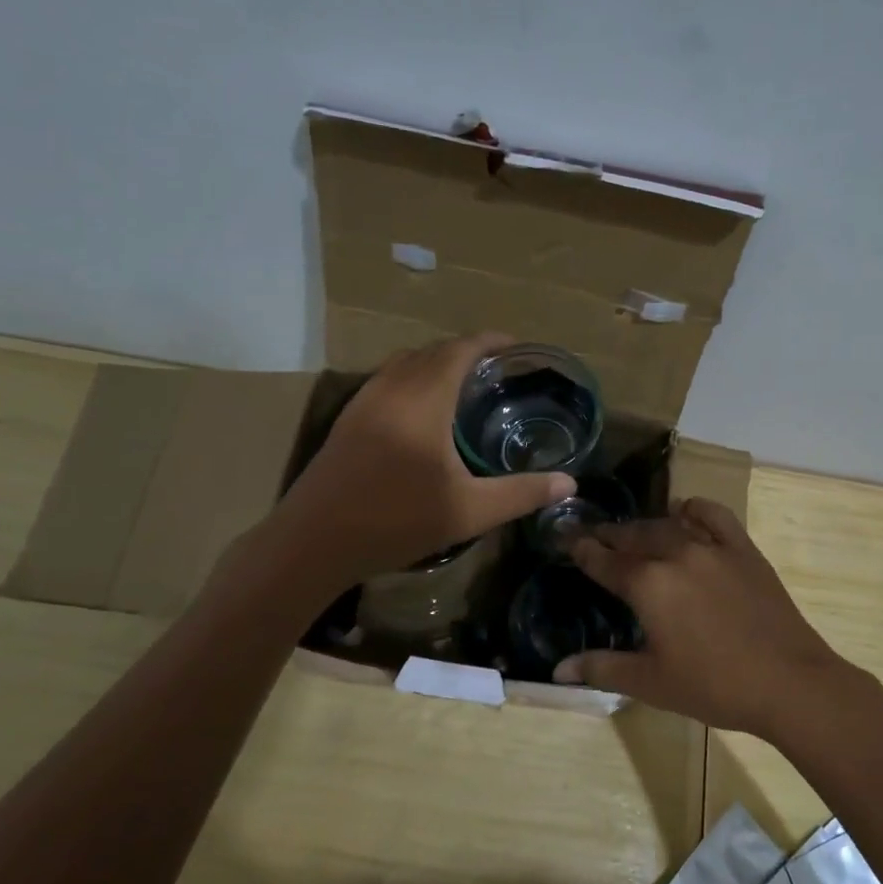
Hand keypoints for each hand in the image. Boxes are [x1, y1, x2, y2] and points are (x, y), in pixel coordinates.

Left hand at [269, 333, 574, 588]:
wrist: (313, 541)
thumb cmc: (396, 520)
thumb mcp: (469, 511)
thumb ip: (522, 493)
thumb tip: (569, 484)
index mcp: (424, 398)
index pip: (460, 349)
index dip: (490, 341)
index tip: (516, 346)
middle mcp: (392, 387)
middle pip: (432, 351)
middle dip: (466, 351)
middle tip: (497, 370)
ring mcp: (363, 401)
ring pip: (405, 363)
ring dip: (435, 363)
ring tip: (463, 384)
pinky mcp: (347, 420)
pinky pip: (386, 380)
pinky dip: (412, 379)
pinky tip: (421, 412)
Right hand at [556, 498, 871, 740]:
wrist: (789, 683)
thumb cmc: (714, 686)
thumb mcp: (652, 682)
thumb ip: (602, 668)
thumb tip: (558, 670)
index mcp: (648, 585)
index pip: (604, 561)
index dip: (582, 550)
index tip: (566, 539)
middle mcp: (676, 554)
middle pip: (633, 536)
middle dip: (610, 535)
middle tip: (594, 535)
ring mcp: (712, 547)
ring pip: (668, 524)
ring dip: (645, 526)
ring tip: (632, 532)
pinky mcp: (743, 549)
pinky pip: (714, 515)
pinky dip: (694, 509)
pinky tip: (685, 512)